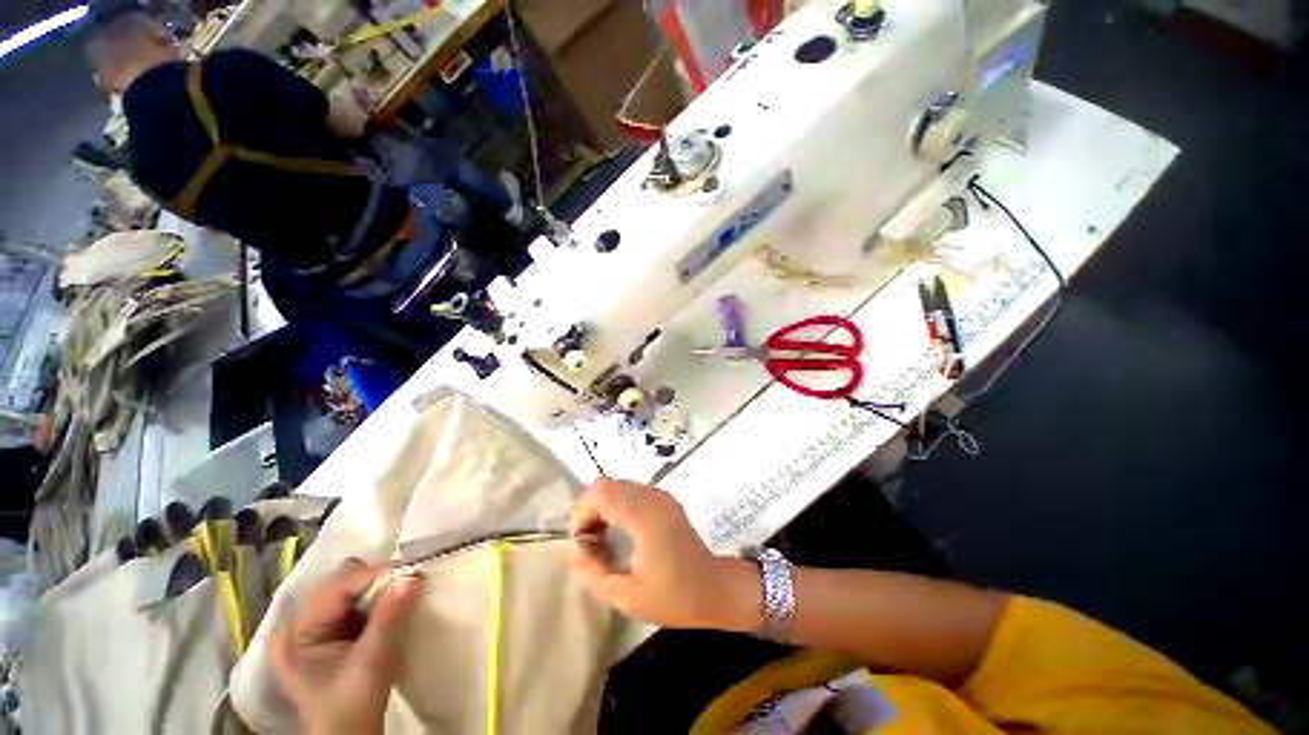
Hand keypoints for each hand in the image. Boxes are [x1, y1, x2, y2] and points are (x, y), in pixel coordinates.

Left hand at [270, 559, 422, 734]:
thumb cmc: (353, 706)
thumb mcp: (371, 663)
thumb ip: (389, 617)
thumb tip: (413, 577)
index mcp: (295, 634)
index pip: (335, 587)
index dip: (373, 575)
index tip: (411, 573)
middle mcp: (299, 623)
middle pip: (341, 581)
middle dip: (376, 579)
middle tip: (407, 584)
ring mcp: (316, 626)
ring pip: (352, 586)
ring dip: (379, 587)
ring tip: (402, 594)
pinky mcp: (334, 629)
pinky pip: (358, 599)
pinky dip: (379, 597)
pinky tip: (393, 604)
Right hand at [570, 480, 760, 630]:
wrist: (715, 587)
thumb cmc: (674, 597)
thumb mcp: (627, 597)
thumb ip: (594, 572)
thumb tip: (576, 549)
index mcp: (644, 517)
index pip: (601, 494)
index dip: (582, 513)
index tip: (581, 543)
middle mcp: (652, 497)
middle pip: (606, 485)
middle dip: (589, 509)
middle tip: (589, 542)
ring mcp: (660, 495)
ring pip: (617, 485)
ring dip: (602, 506)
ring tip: (602, 538)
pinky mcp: (664, 498)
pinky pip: (630, 491)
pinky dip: (616, 504)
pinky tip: (619, 530)